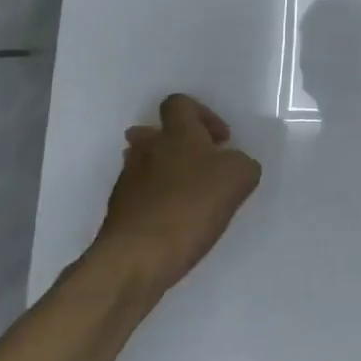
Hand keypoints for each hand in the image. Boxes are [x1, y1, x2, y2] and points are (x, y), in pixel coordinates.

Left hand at [96, 94, 259, 292]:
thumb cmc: (192, 205)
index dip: (202, 115)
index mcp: (177, 133)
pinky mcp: (117, 213)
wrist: (137, 257)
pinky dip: (156, 203)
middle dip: (179, 146)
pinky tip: (175, 224)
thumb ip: (242, 163)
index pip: (179, 103)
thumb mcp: (240, 177)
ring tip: (190, 198)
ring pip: (145, 165)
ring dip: (166, 174)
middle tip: (202, 167)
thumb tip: (232, 165)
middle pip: (155, 133)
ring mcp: (127, 181)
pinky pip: (140, 197)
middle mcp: (147, 149)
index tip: (221, 141)